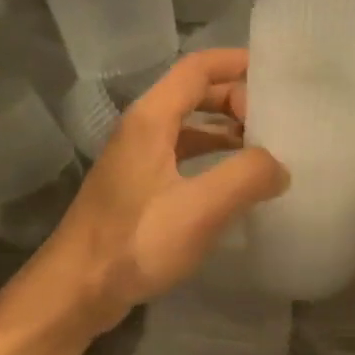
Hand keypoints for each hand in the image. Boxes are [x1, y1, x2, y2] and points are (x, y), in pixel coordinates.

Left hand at [10, 50, 286, 336]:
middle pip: (195, 94)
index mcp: (151, 119)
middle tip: (278, 121)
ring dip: (227, 130)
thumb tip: (279, 166)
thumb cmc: (135, 243)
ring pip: (189, 127)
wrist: (76, 291)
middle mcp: (141, 130)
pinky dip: (213, 158)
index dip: (237, 63)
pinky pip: (183, 156)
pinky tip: (234, 184)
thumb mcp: (199, 209)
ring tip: (266, 150)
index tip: (277, 75)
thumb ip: (246, 177)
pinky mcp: (138, 189)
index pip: (198, 68)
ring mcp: (137, 160)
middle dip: (237, 99)